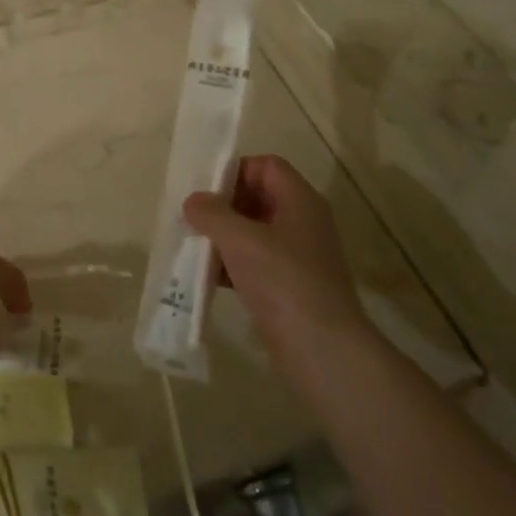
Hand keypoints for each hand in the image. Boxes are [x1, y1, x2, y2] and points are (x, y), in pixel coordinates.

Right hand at [183, 154, 370, 370]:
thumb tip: (193, 201)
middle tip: (194, 217)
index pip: (267, 166)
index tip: (206, 190)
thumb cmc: (283, 281)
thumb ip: (212, 213)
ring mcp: (298, 257)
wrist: (321, 349)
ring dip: (225, 237)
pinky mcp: (290, 287)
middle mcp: (303, 223)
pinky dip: (232, 265)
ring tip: (194, 246)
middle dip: (224, 206)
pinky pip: (256, 263)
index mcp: (300, 201)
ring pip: (254, 233)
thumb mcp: (240, 240)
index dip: (236, 170)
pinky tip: (207, 277)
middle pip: (259, 197)